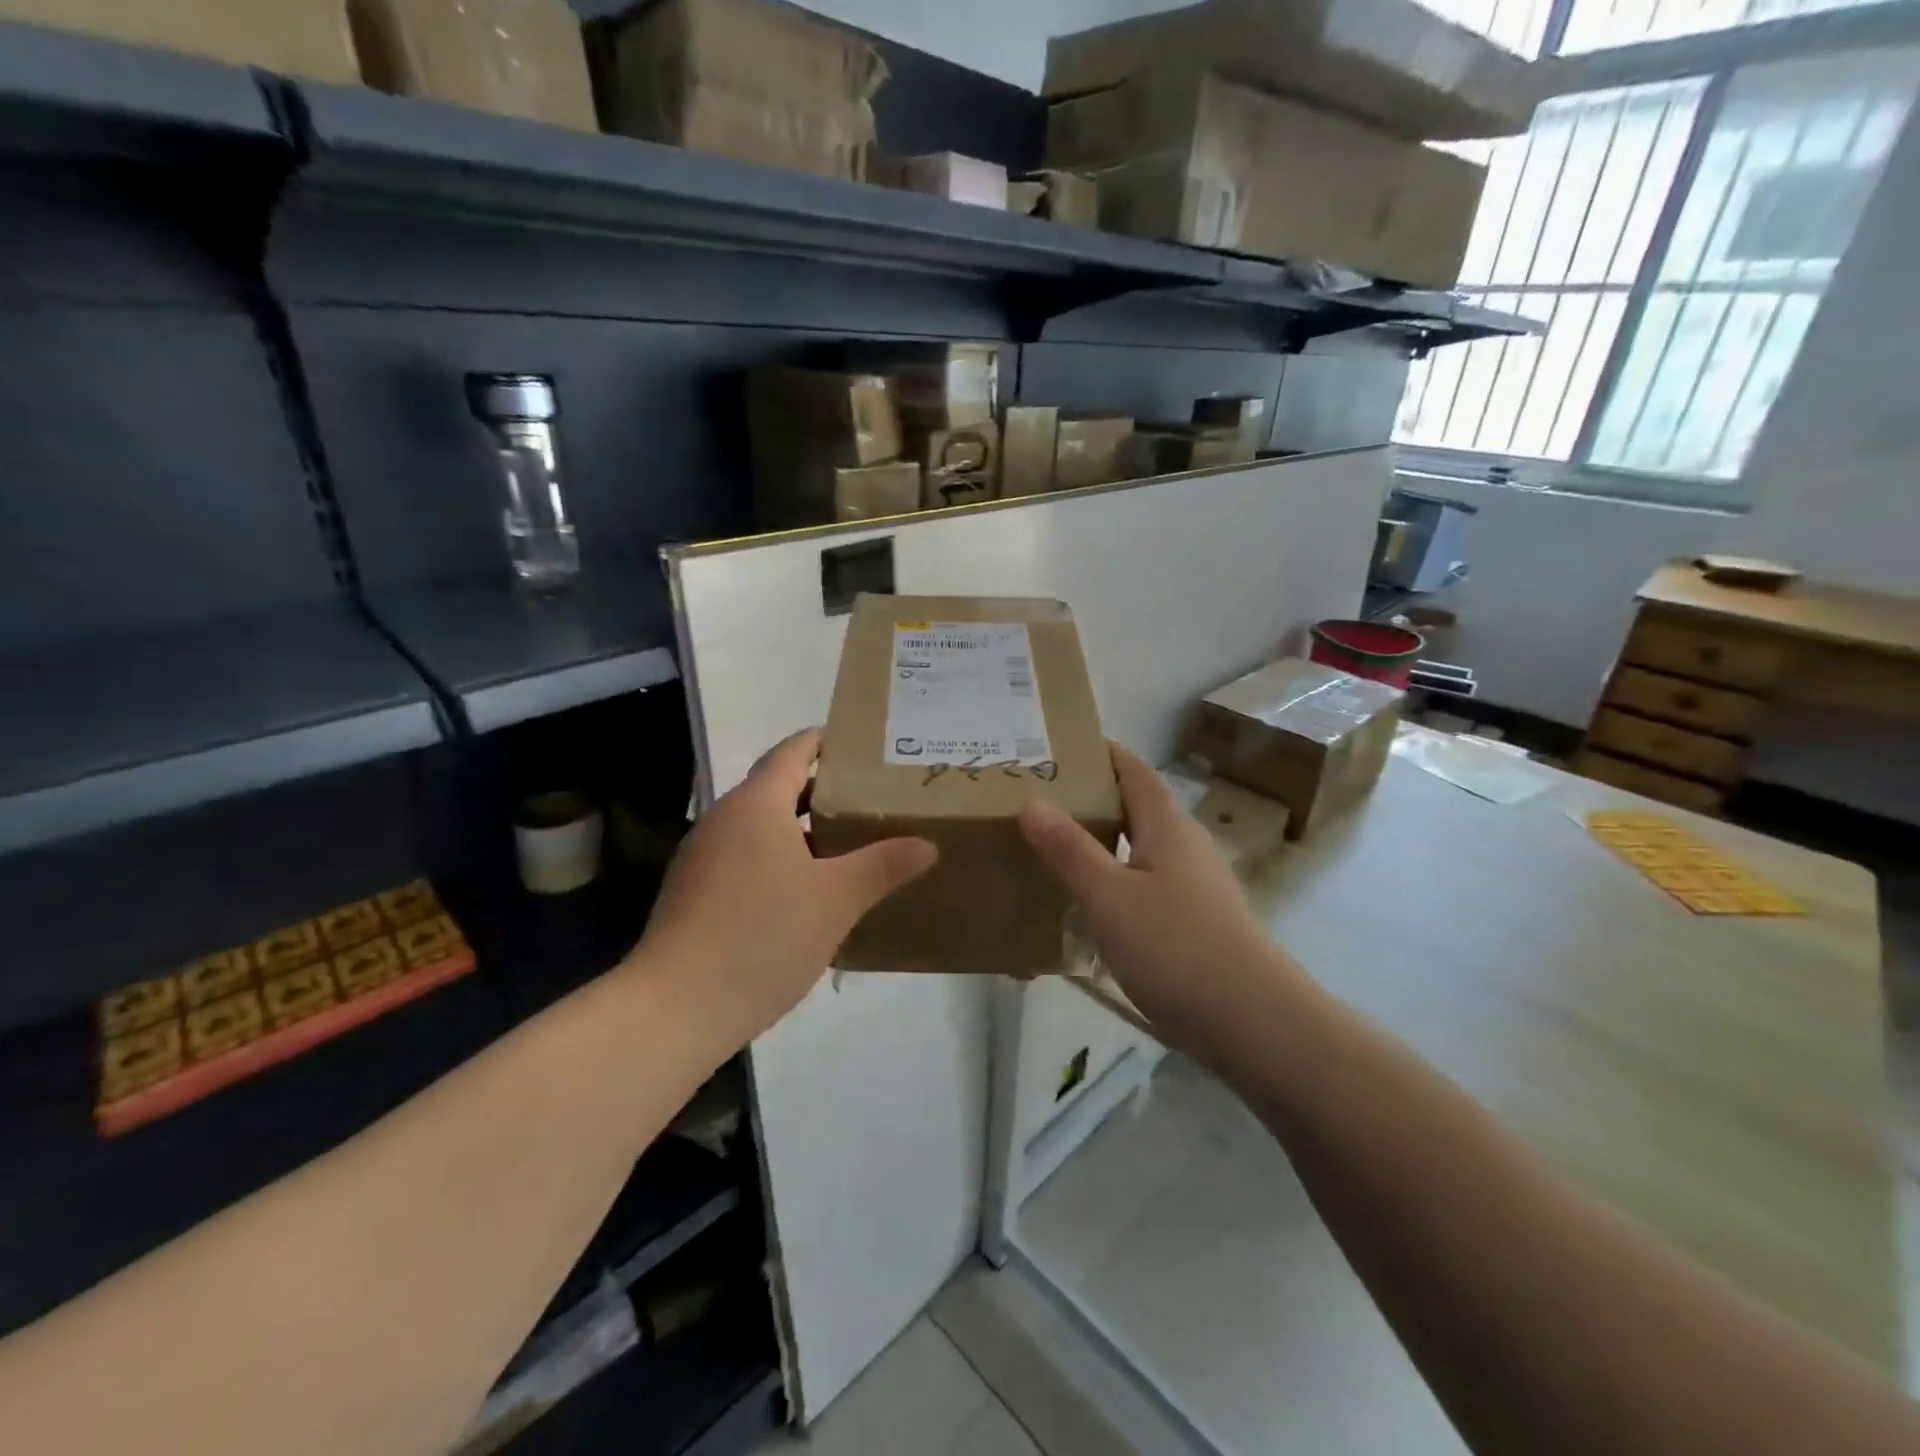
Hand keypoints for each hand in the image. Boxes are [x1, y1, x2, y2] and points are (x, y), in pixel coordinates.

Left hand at [634, 729, 936, 1043]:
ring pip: (762, 827)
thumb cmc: (763, 936)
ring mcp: (704, 856)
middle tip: (874, 800)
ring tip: (849, 847)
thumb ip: (883, 865)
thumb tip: (926, 845)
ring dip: (803, 830)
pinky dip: (779, 860)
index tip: (867, 749)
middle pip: (779, 787)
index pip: (795, 750)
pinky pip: (746, 857)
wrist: (675, 1008)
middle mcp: (725, 818)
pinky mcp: (694, 891)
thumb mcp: (836, 900)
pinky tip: (807, 893)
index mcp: (757, 804)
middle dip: (825, 791)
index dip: (829, 742)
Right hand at [1017, 744, 1299, 1051]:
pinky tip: (1091, 905)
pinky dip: (1117, 880)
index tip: (1060, 746)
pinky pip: (1148, 884)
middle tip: (1041, 799)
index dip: (1102, 753)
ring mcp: (1197, 885)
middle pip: (1137, 806)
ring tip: (1055, 848)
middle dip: (1094, 798)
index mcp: (1167, 826)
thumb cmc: (1175, 947)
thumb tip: (1031, 801)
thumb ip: (1069, 849)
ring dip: (1104, 841)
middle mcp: (1186, 846)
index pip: (1134, 770)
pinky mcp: (1197, 921)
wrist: (1252, 1022)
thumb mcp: (1108, 896)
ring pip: (1142, 848)